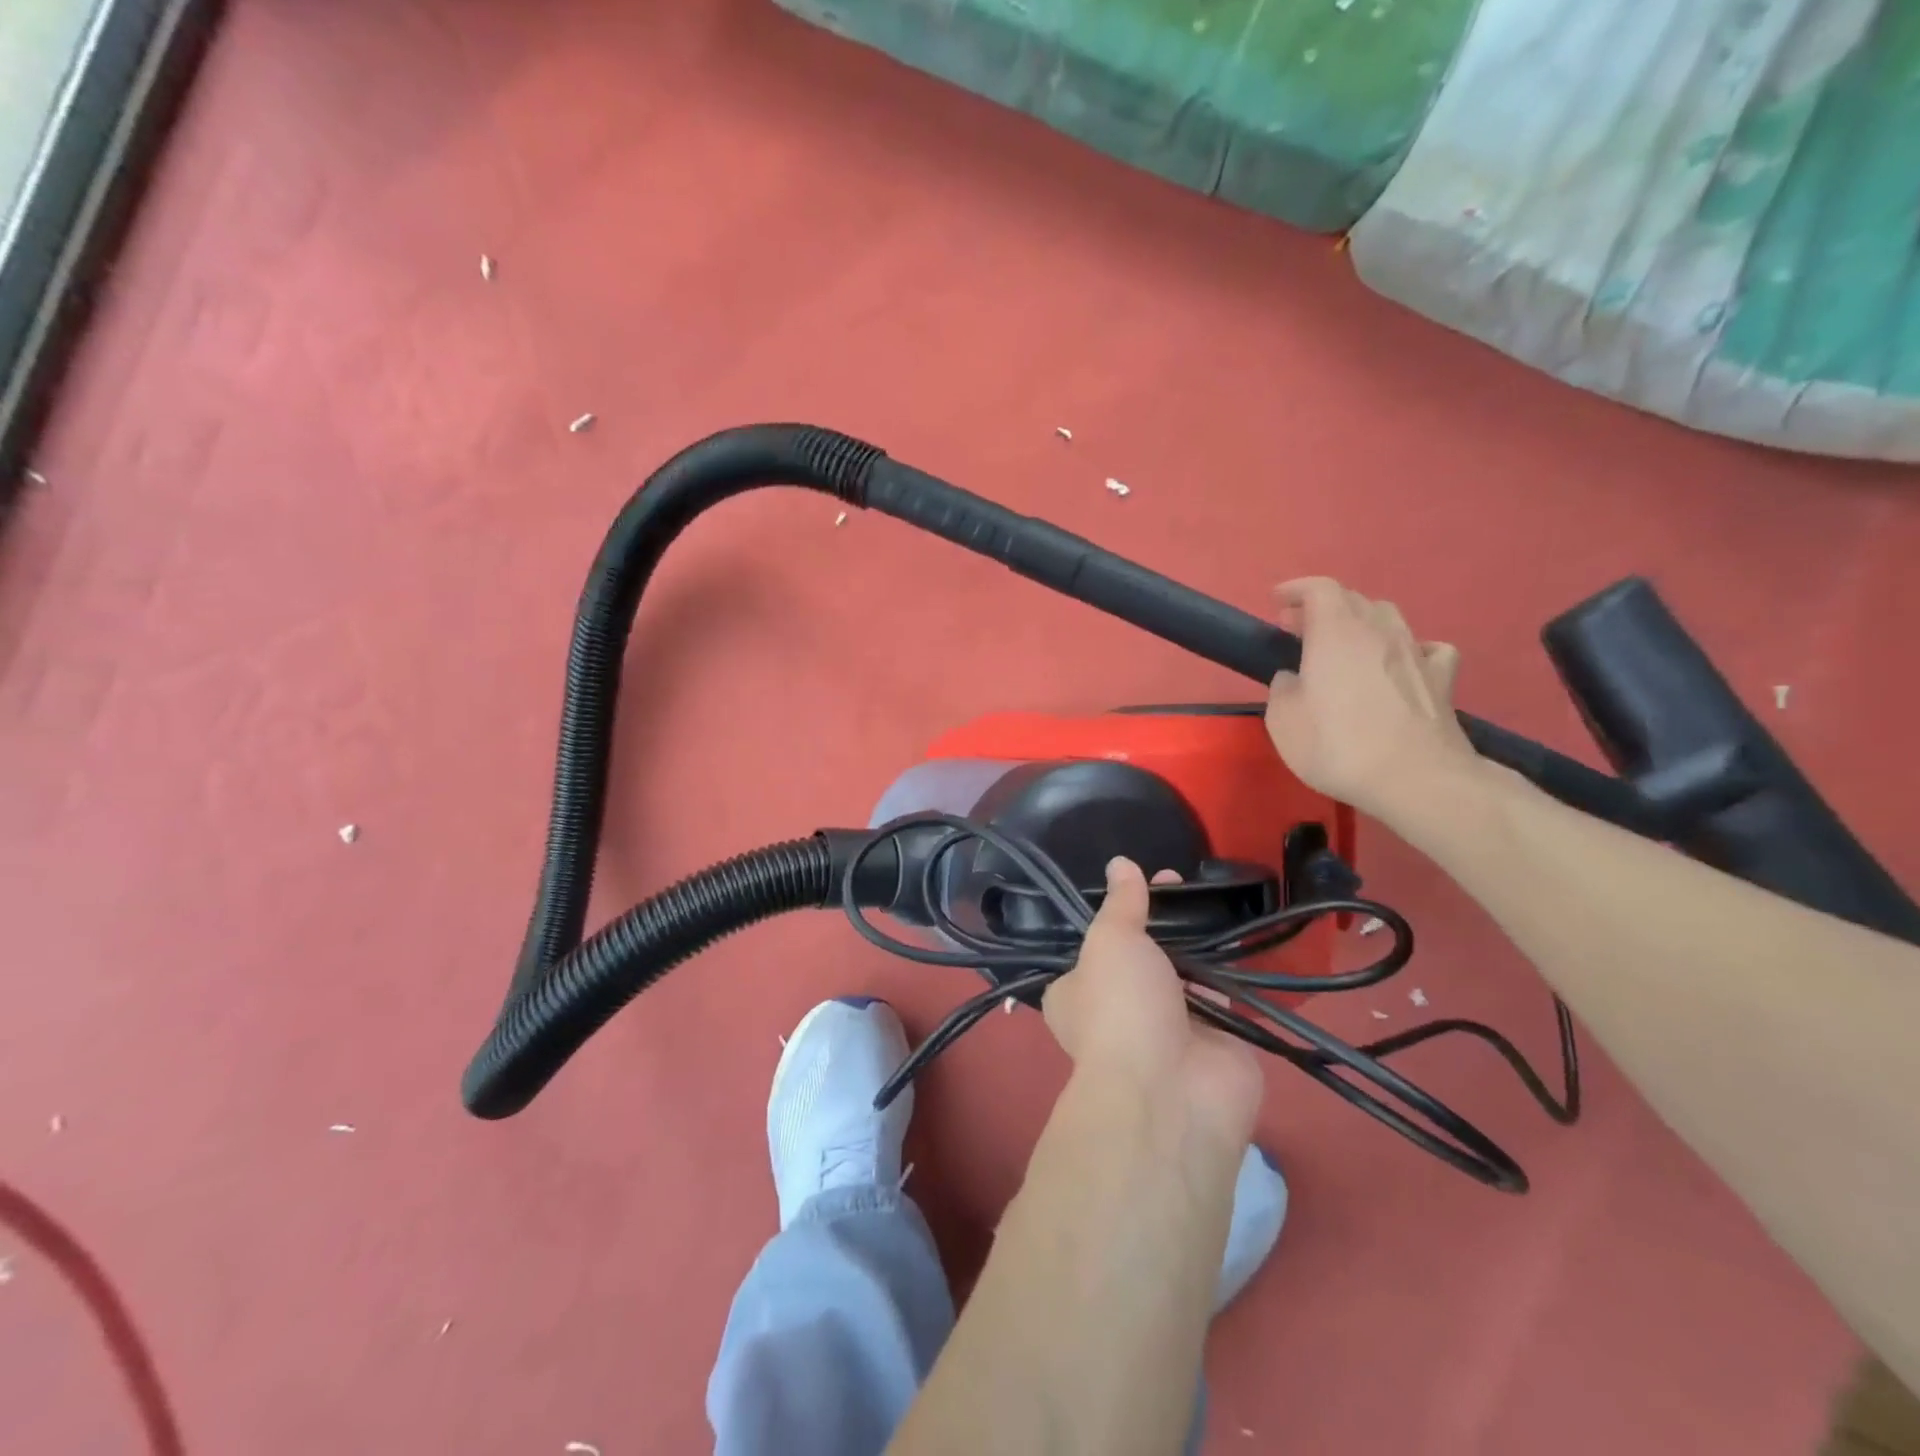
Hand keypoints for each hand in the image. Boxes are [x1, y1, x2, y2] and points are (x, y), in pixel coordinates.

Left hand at [1043, 858, 1261, 1142]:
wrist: (1172, 1092)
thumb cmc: (1121, 1007)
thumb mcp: (1110, 941)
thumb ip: (1120, 903)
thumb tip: (1120, 863)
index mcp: (1076, 993)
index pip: (1090, 947)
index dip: (1113, 913)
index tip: (1136, 881)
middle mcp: (1118, 1012)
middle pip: (1141, 957)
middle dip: (1159, 922)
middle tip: (1179, 879)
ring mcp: (1168, 1029)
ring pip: (1182, 974)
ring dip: (1195, 943)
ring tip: (1211, 896)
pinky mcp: (1215, 1041)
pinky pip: (1222, 995)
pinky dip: (1229, 970)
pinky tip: (1238, 931)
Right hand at [1265, 577, 1478, 825]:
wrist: (1414, 778)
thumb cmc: (1337, 745)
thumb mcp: (1283, 721)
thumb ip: (1283, 689)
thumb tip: (1294, 678)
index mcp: (1336, 633)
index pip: (1320, 589)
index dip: (1297, 589)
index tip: (1277, 601)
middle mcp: (1379, 632)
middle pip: (1353, 600)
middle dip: (1323, 608)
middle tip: (1299, 629)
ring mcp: (1415, 653)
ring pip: (1389, 617)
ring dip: (1362, 623)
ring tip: (1345, 645)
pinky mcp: (1441, 679)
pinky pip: (1426, 648)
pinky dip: (1407, 648)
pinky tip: (1400, 664)